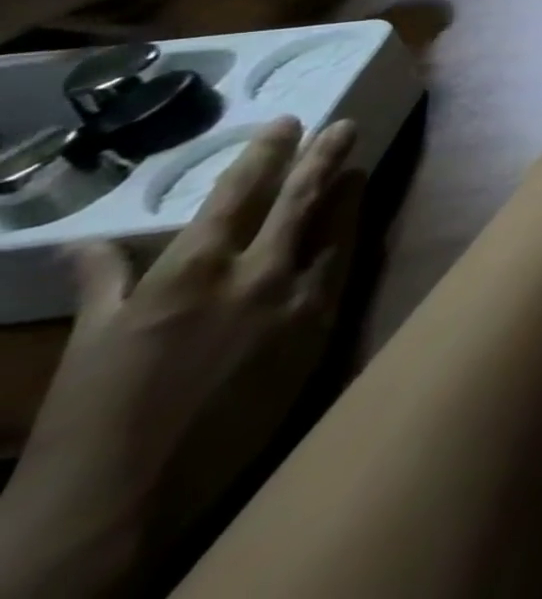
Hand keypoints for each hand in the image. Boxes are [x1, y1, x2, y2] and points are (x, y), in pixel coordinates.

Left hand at [0, 119, 360, 595]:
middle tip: (336, 126)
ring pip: (231, 205)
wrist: (117, 510)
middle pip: (299, 201)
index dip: (348, 189)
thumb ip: (308, 310)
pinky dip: (102, 255)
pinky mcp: (118, 316)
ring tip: (277, 132)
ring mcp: (186, 288)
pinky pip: (112, 272)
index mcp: (305, 300)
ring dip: (257, 163)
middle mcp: (258, 281)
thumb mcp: (294, 370)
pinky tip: (90, 241)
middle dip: (320, 159)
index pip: (338, 225)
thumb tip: (328, 268)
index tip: (357, 164)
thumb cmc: (228, 444)